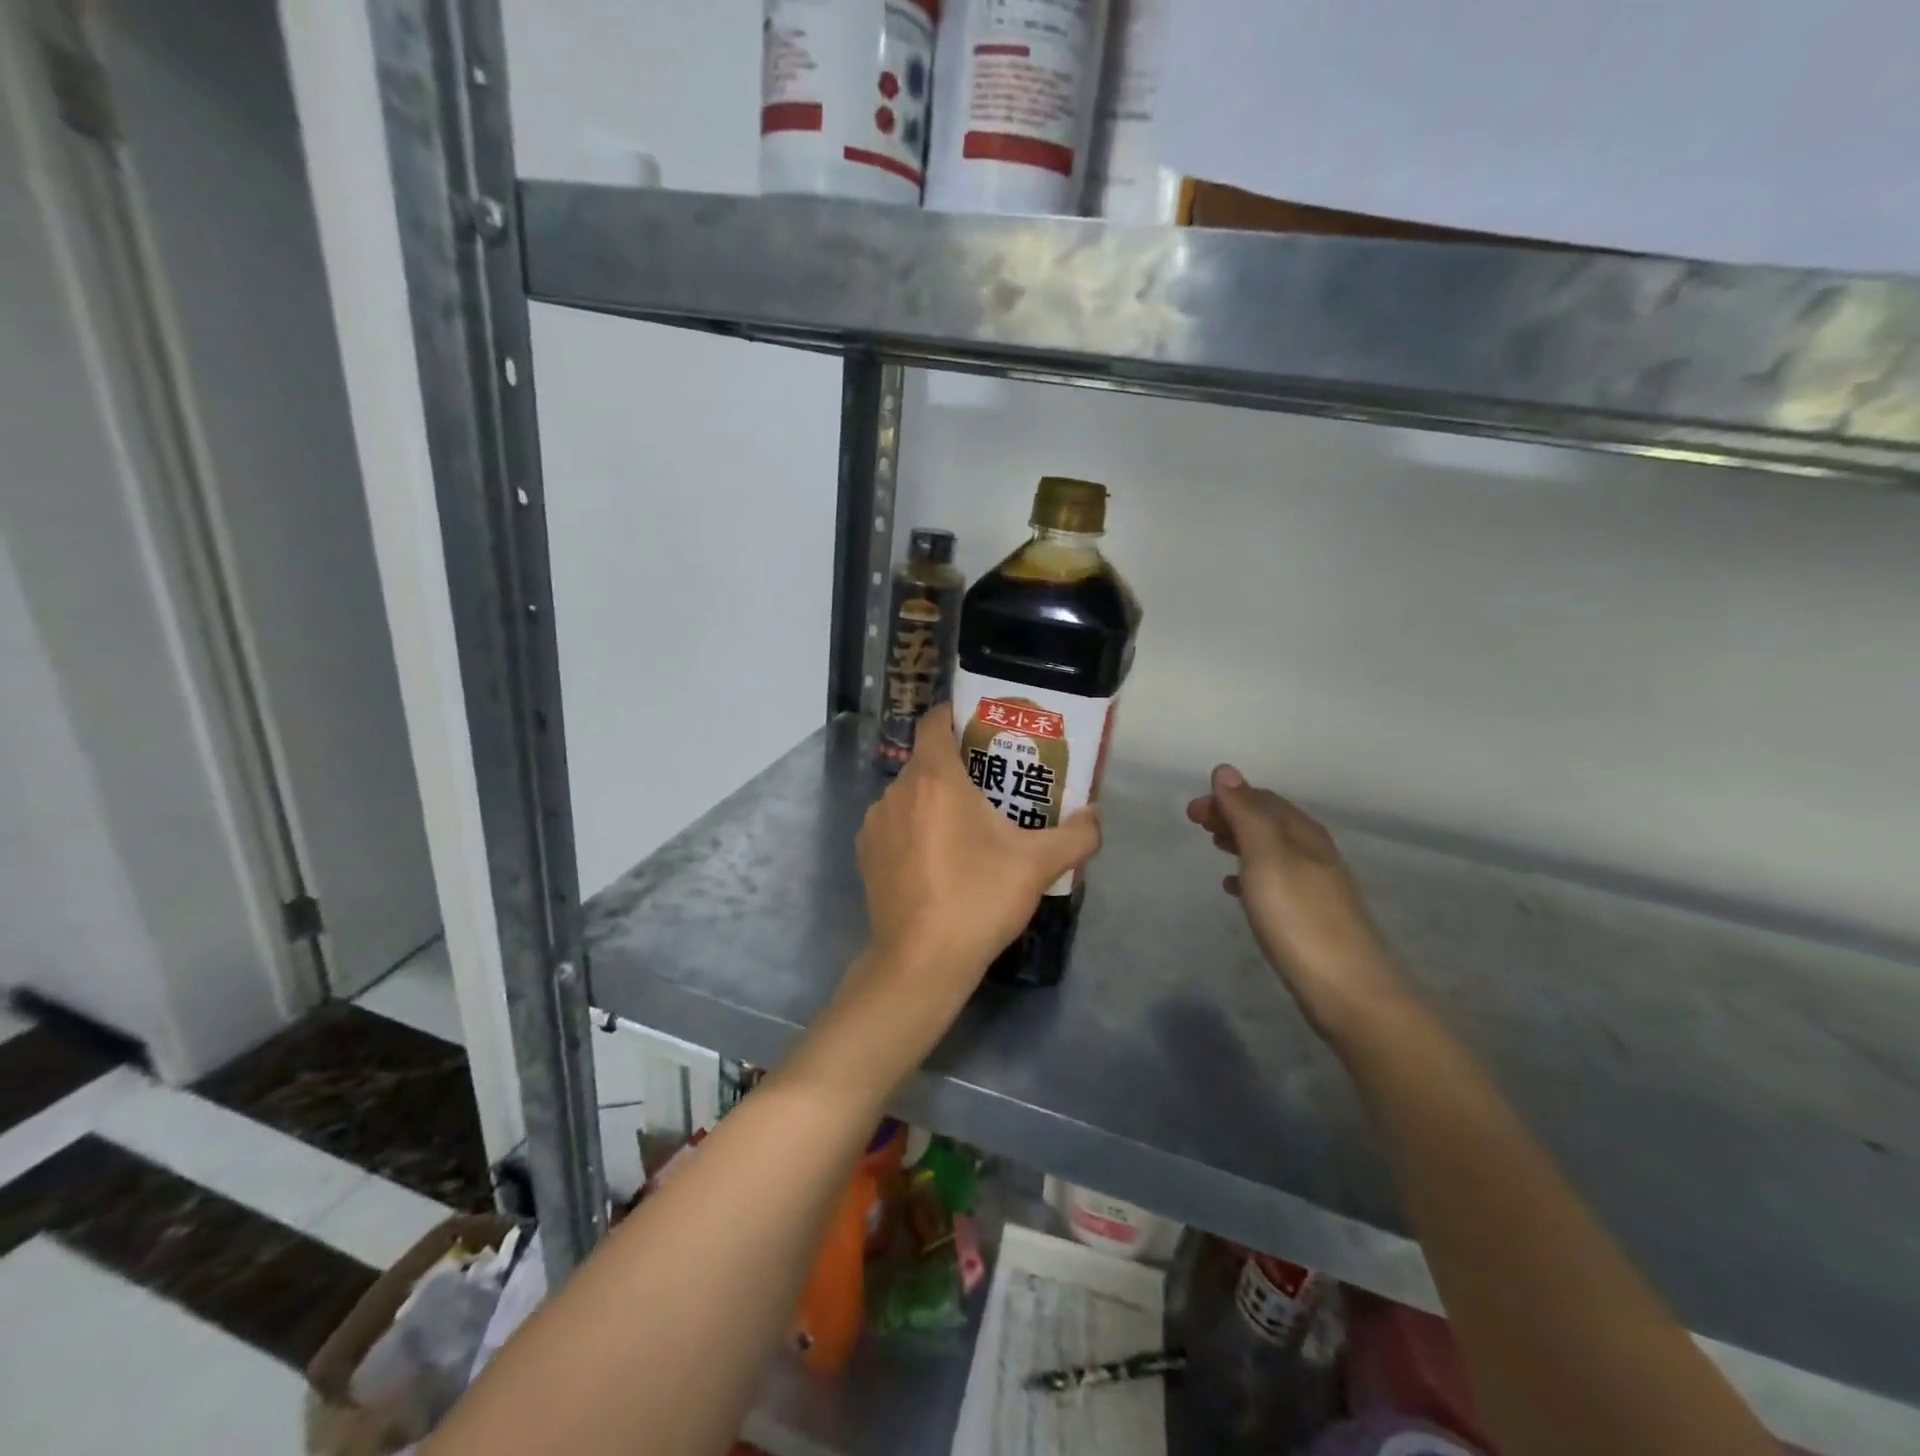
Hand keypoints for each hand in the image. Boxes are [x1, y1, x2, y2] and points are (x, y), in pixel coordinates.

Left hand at [849, 704, 1100, 1027]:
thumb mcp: (1038, 865)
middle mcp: (897, 791)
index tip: (985, 728)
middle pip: (928, 760)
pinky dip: (915, 828)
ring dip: (935, 800)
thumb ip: (1077, 835)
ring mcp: (875, 823)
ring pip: (910, 794)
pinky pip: (895, 823)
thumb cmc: (978, 899)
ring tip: (969, 825)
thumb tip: (1095, 816)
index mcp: (935, 779)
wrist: (920, 962)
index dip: (958, 715)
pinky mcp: (866, 853)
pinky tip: (938, 858)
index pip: (935, 720)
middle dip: (959, 765)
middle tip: (994, 783)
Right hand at [1186, 766, 1408, 1036]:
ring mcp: (1315, 886)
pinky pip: (1273, 880)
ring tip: (1214, 847)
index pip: (1261, 799)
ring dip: (1240, 841)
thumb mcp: (1266, 856)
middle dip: (1232, 816)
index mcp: (1303, 833)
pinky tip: (1234, 889)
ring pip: (1271, 850)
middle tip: (1196, 825)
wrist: (1348, 990)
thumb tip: (1226, 771)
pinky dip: (1249, 874)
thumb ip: (1245, 813)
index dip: (1226, 798)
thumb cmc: (1298, 916)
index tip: (1191, 812)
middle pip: (1268, 821)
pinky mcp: (1310, 917)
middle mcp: (1313, 852)